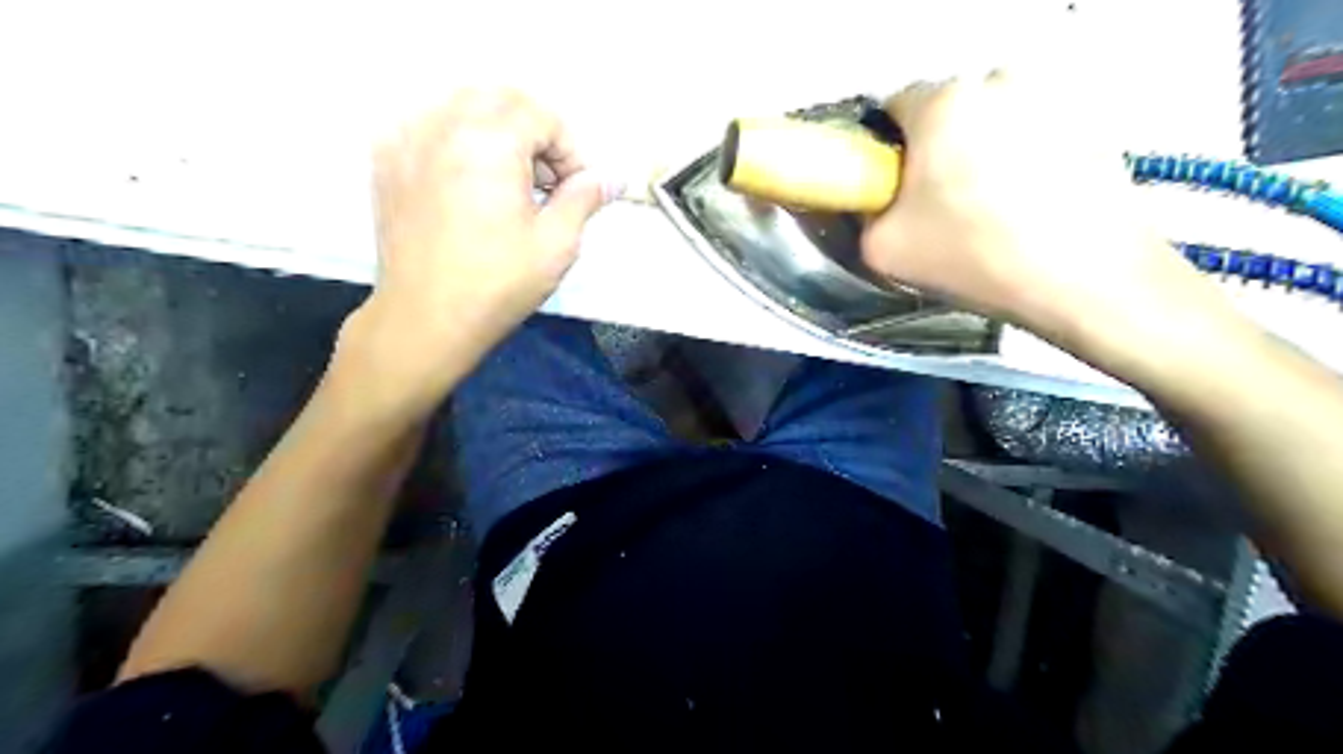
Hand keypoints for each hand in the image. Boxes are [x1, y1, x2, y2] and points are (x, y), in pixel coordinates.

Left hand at [344, 92, 618, 413]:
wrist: (426, 318)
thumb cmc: (497, 284)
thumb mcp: (557, 244)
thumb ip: (585, 198)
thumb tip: (613, 178)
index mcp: (489, 141)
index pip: (542, 116)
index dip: (569, 150)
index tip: (574, 190)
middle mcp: (442, 125)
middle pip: (501, 99)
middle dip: (535, 131)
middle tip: (546, 181)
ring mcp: (406, 139)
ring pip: (462, 105)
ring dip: (497, 131)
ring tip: (510, 183)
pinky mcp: (387, 160)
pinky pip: (428, 124)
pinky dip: (458, 139)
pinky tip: (468, 181)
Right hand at [859, 69, 1219, 353]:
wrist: (1086, 279)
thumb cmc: (976, 257)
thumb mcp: (882, 250)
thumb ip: (863, 215)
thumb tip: (874, 204)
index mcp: (943, 103)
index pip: (893, 107)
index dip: (886, 150)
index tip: (894, 188)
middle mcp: (998, 82)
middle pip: (946, 112)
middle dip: (936, 151)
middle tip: (940, 207)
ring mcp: (1051, 98)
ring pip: (992, 123)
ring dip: (981, 154)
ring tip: (990, 210)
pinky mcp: (1091, 121)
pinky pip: (1033, 135)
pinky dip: (1022, 161)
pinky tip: (1028, 208)